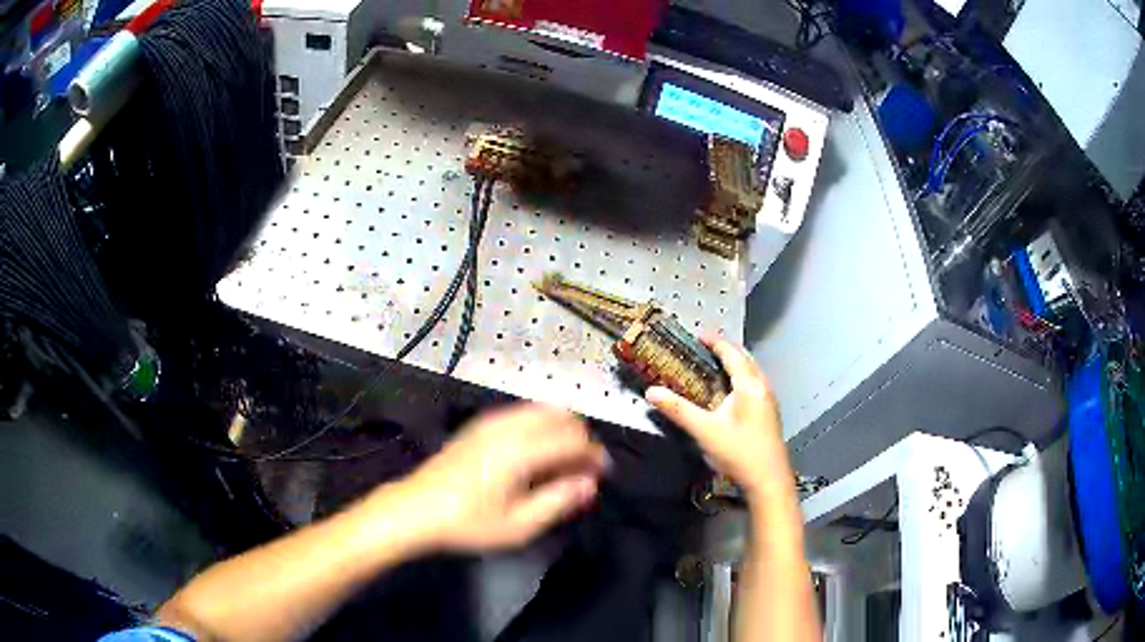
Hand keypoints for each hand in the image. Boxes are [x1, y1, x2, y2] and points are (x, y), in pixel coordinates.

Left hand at [392, 404, 606, 551]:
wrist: (415, 509)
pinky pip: (521, 414)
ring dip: (560, 431)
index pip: (573, 439)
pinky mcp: (478, 425)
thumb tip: (588, 484)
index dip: (594, 455)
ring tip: (560, 464)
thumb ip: (558, 501)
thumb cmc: (467, 522)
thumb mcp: (518, 525)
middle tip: (581, 470)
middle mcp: (508, 427)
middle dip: (579, 439)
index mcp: (520, 451)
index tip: (601, 474)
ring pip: (541, 410)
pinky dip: (539, 428)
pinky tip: (534, 456)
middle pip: (561, 415)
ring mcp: (490, 421)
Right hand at [646, 332, 791, 499]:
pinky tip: (730, 390)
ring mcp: (769, 400)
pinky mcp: (769, 412)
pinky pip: (754, 383)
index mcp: (749, 385)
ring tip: (714, 364)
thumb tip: (651, 392)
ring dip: (735, 362)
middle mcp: (762, 386)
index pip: (732, 353)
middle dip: (725, 349)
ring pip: (752, 371)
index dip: (715, 341)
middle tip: (704, 347)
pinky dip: (740, 376)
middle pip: (745, 358)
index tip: (698, 334)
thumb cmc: (739, 452)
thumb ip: (678, 410)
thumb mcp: (705, 431)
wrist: (768, 480)